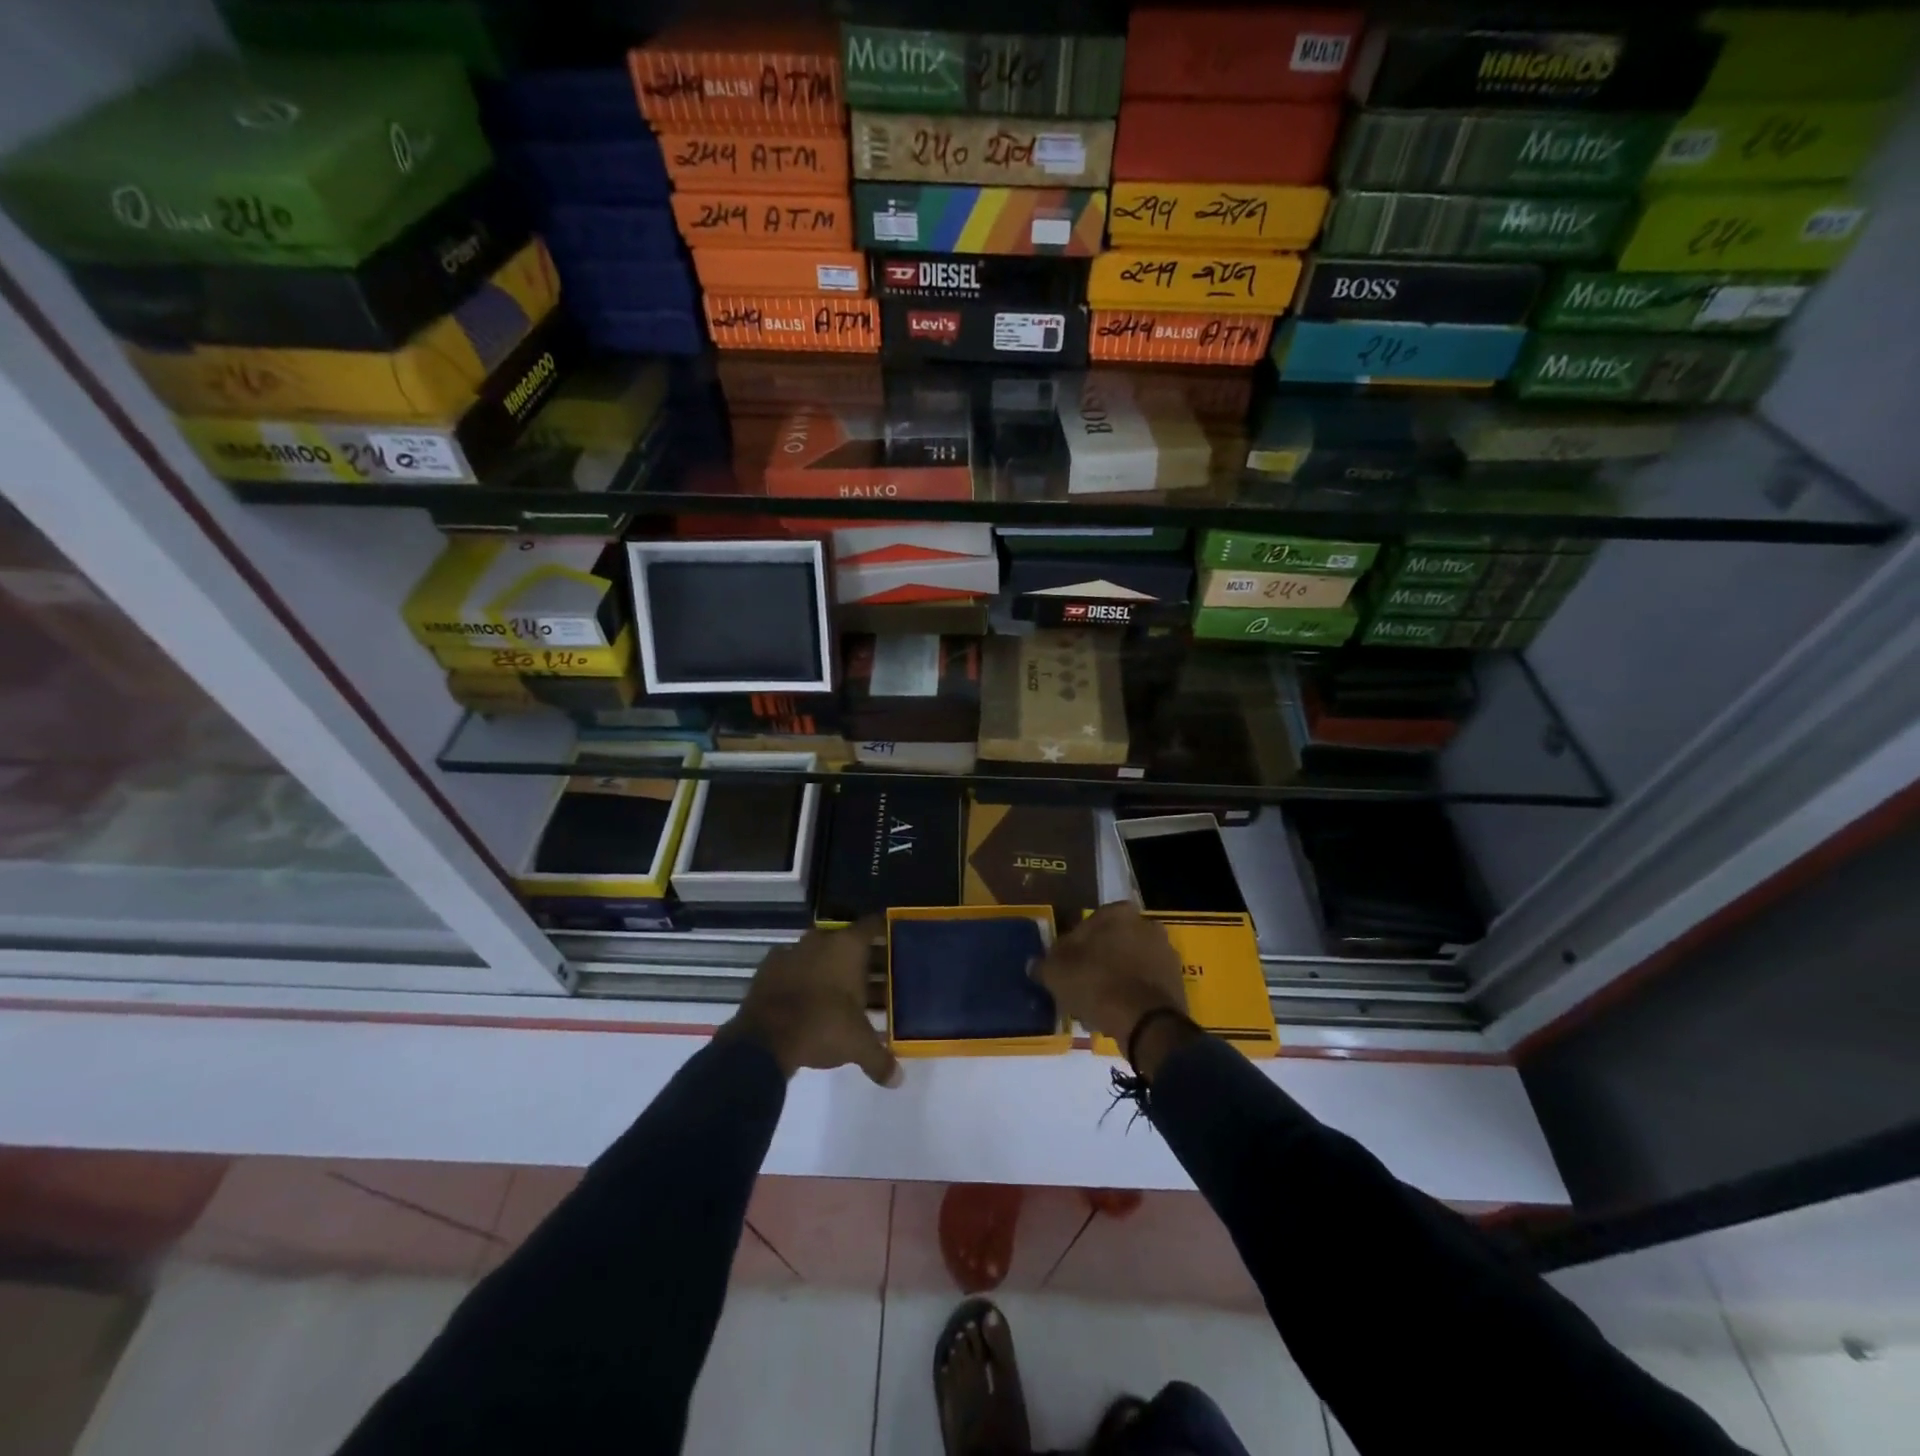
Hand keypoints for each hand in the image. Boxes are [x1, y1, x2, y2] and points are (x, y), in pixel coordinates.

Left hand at [722, 918, 901, 1086]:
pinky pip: (795, 966)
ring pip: (820, 953)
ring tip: (844, 992)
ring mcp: (792, 951)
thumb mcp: (857, 1045)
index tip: (896, 942)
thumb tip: (897, 1080)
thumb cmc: (821, 1027)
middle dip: (862, 958)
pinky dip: (804, 977)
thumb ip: (880, 1059)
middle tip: (877, 977)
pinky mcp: (768, 967)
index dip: (885, 932)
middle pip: (848, 941)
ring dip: (832, 967)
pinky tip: (809, 998)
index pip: (873, 925)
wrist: (762, 1040)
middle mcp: (822, 940)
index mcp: (848, 946)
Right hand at [1033, 904, 1187, 1053]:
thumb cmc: (1097, 984)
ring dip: (1113, 980)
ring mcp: (1165, 952)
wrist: (1146, 1023)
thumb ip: (1044, 965)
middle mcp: (1146, 923)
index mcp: (1118, 912)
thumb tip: (1034, 964)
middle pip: (1111, 944)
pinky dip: (1130, 994)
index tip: (1064, 970)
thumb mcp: (1057, 974)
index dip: (1072, 949)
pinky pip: (1144, 984)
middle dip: (1096, 963)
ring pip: (1128, 964)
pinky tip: (1115, 1015)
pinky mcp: (1177, 980)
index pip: (1087, 925)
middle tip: (1078, 988)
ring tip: (1095, 1008)